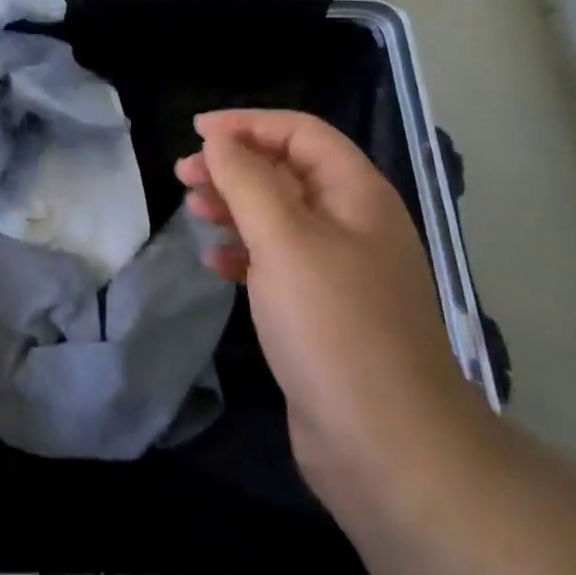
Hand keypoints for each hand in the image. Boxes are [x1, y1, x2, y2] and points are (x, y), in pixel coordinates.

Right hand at [176, 110, 489, 518]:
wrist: (390, 451)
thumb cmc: (334, 326)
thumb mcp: (284, 239)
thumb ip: (247, 179)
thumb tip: (220, 138)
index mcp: (357, 194)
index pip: (300, 132)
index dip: (248, 123)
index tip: (197, 132)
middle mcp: (353, 223)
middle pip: (287, 170)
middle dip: (234, 166)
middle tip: (184, 176)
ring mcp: (341, 270)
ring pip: (279, 216)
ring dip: (234, 206)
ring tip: (193, 212)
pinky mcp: (325, 312)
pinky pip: (279, 262)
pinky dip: (245, 253)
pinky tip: (216, 263)